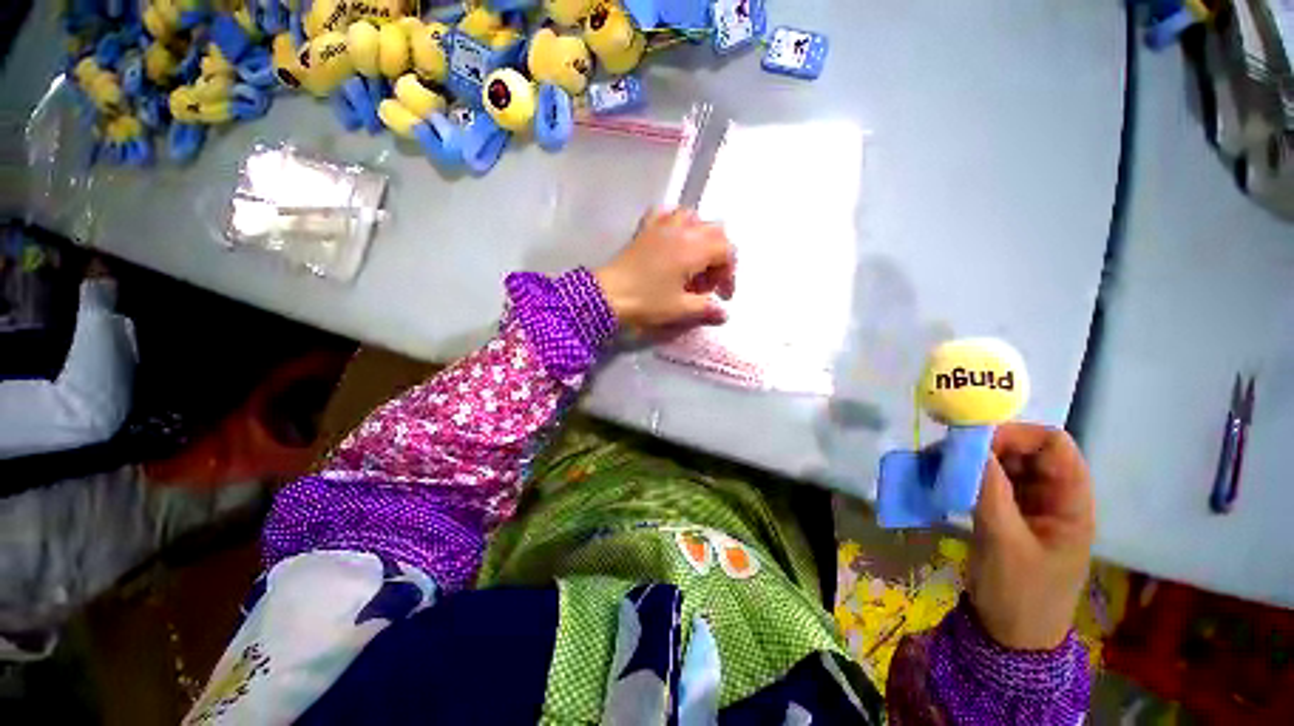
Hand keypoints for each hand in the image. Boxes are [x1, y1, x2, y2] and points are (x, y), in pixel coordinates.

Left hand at [594, 208, 735, 331]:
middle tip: (709, 280)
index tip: (721, 296)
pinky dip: (673, 221)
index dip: (729, 274)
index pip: (726, 251)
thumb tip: (722, 313)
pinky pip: (665, 213)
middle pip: (715, 231)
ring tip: (694, 258)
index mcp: (695, 248)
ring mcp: (663, 226)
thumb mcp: (680, 309)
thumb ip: (705, 308)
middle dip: (719, 254)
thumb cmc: (647, 301)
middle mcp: (683, 231)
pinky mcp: (645, 229)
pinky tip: (672, 237)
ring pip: (692, 217)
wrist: (607, 295)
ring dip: (700, 234)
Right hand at [967, 423, 1094, 650]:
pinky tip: (953, 491)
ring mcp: (1037, 514)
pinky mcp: (1017, 528)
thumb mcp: (1004, 548)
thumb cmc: (1020, 601)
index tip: (979, 442)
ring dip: (982, 469)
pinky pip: (1000, 496)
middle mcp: (1058, 498)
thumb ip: (989, 494)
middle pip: (1031, 455)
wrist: (1010, 654)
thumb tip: (969, 447)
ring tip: (946, 470)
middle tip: (953, 455)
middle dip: (994, 450)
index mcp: (1072, 499)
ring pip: (1012, 474)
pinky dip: (978, 489)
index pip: (1053, 444)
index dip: (1019, 434)